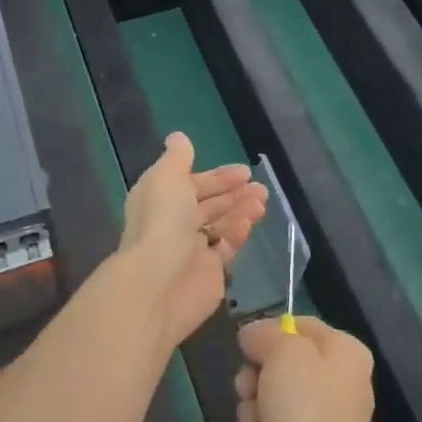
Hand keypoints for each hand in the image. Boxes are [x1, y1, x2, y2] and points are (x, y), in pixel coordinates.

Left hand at [118, 132, 267, 347]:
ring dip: (240, 210)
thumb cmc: (162, 222)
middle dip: (233, 193)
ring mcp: (191, 250)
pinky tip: (250, 222)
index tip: (244, 171)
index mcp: (160, 198)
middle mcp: (173, 223)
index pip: (191, 183)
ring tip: (262, 201)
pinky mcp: (208, 273)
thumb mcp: (166, 177)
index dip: (216, 177)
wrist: (159, 283)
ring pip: (220, 224)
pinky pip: (226, 248)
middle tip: (260, 187)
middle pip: (208, 205)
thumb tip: (178, 137)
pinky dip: (238, 233)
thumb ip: (177, 157)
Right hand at [236, 317, 381, 421]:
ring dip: (253, 410)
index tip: (248, 351)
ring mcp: (325, 418)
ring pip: (272, 396)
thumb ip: (265, 334)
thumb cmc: (305, 414)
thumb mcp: (283, 355)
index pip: (297, 324)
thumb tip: (253, 335)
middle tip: (248, 393)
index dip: (267, 335)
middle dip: (255, 379)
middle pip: (280, 362)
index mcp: (344, 351)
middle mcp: (339, 380)